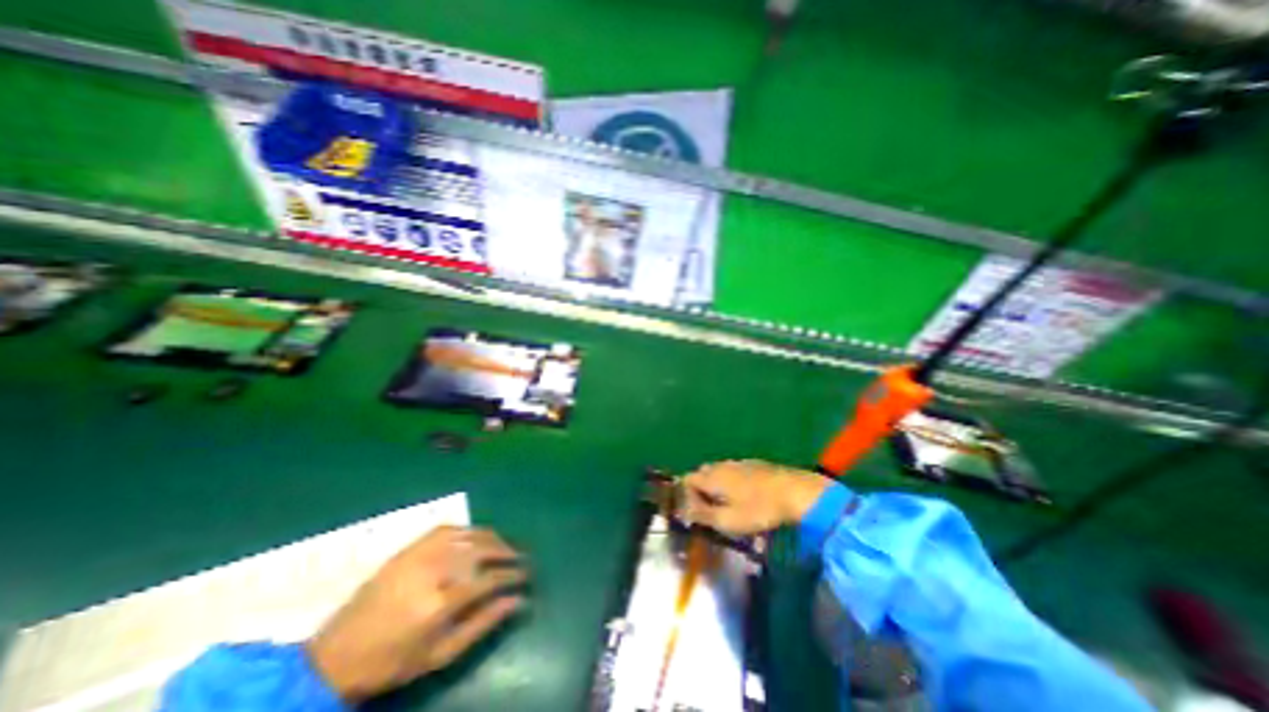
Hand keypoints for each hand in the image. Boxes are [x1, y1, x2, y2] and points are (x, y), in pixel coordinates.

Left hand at [309, 528, 527, 701]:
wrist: (335, 656)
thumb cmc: (392, 662)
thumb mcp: (440, 654)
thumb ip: (483, 623)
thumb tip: (518, 600)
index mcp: (440, 603)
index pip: (490, 578)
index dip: (513, 574)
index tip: (527, 575)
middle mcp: (433, 570)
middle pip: (483, 549)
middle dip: (508, 551)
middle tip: (521, 557)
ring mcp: (419, 554)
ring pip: (469, 534)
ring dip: (492, 538)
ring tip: (504, 546)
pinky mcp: (408, 547)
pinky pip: (447, 528)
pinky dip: (468, 529)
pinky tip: (476, 536)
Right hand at [683, 460, 833, 533]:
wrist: (794, 491)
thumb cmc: (758, 510)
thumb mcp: (728, 520)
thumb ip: (702, 515)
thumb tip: (684, 510)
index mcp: (711, 477)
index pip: (687, 480)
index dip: (685, 496)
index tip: (695, 514)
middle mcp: (721, 465)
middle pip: (702, 474)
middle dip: (701, 491)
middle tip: (710, 511)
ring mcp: (738, 462)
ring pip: (718, 471)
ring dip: (717, 486)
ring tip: (728, 505)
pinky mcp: (753, 464)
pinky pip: (733, 471)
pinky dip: (732, 482)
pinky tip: (745, 496)